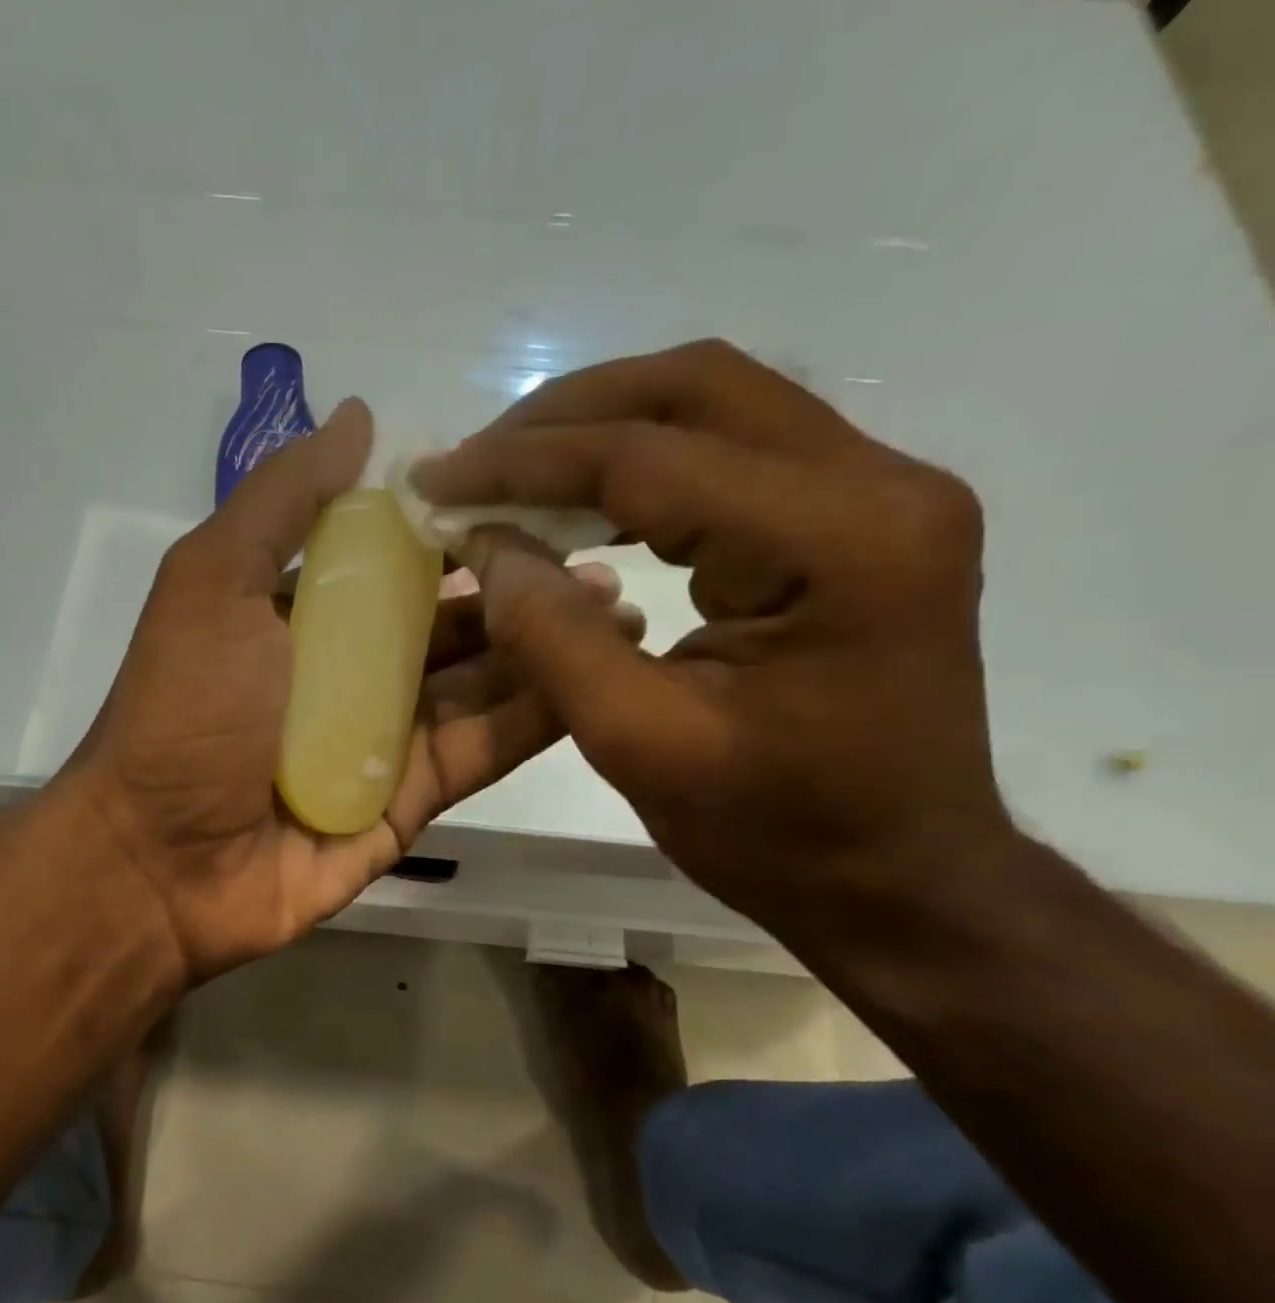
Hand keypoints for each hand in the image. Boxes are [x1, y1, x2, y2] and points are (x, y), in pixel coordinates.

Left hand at [62, 399, 604, 979]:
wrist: (162, 863)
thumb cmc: (186, 710)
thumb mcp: (213, 583)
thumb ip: (282, 501)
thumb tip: (361, 417)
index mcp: (308, 614)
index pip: (399, 557)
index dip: (460, 525)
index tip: (534, 490)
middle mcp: (353, 670)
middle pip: (451, 620)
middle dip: (520, 586)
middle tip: (604, 550)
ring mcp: (387, 738)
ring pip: (480, 682)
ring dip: (544, 644)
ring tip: (622, 607)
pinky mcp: (414, 800)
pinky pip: (481, 750)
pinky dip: (535, 717)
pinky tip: (597, 676)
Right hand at [413, 340, 1015, 946]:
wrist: (901, 877)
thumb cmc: (779, 831)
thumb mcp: (642, 745)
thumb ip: (551, 636)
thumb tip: (482, 541)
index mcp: (839, 543)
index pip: (651, 457)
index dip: (526, 462)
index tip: (438, 476)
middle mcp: (879, 484)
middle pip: (696, 386)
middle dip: (564, 416)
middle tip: (474, 461)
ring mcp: (879, 492)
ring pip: (714, 404)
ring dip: (600, 430)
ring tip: (511, 476)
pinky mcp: (857, 516)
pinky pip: (731, 452)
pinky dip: (640, 465)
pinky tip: (580, 505)